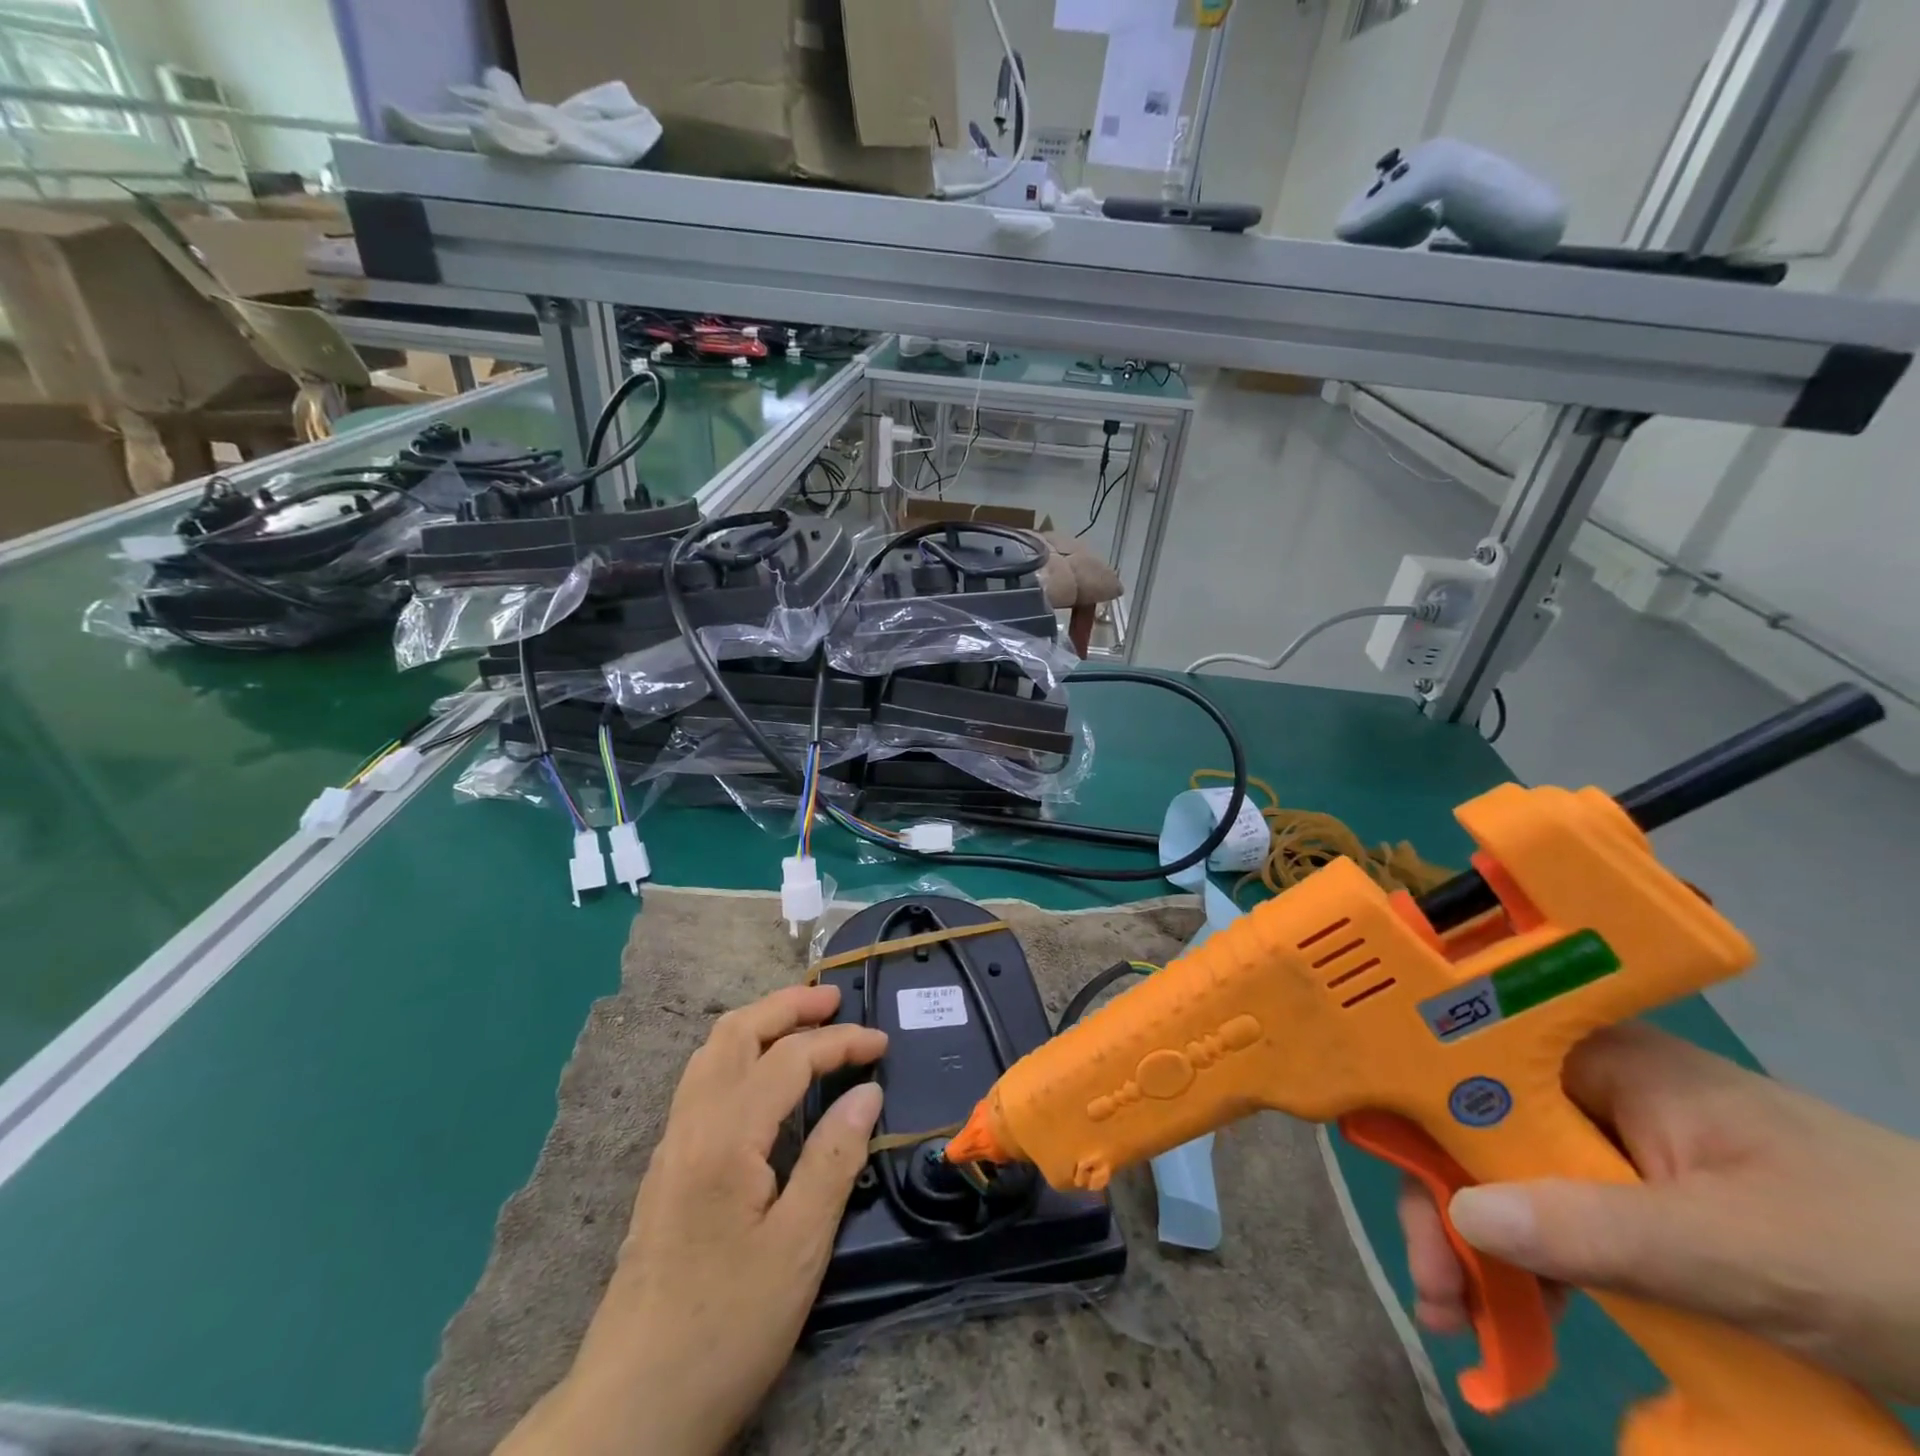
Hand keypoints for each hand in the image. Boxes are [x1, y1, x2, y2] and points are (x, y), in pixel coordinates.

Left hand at [500, 985, 886, 1455]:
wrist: (631, 1408)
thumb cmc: (726, 1327)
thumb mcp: (798, 1248)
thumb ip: (834, 1158)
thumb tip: (866, 1091)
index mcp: (725, 1137)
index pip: (789, 1058)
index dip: (839, 1042)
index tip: (882, 1044)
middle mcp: (691, 1125)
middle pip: (736, 1033)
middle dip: (787, 1005)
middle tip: (834, 998)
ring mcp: (671, 1146)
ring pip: (711, 1053)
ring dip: (758, 1023)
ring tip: (801, 1022)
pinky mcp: (665, 1170)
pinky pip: (701, 1081)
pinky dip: (738, 1053)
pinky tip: (760, 1078)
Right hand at [1399, 1022, 1919, 1403]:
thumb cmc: (1892, 1255)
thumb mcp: (1745, 1253)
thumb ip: (1600, 1230)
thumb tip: (1464, 1216)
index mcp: (1599, 1057)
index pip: (1469, 1067)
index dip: (1420, 1119)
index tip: (1406, 1201)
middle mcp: (1590, 1084)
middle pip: (1478, 1126)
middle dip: (1447, 1205)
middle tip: (1435, 1292)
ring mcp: (1619, 1143)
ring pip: (1512, 1175)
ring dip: (1481, 1246)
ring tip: (1461, 1320)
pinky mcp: (1645, 1201)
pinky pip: (1561, 1219)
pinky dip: (1533, 1268)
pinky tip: (1519, 1317)